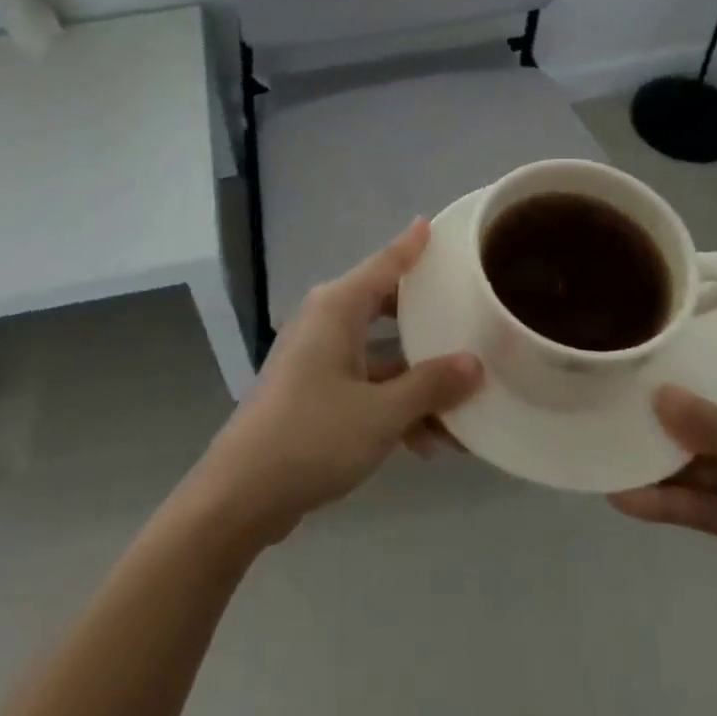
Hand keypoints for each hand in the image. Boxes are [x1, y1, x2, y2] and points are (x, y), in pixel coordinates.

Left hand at [189, 221, 483, 544]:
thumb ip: (429, 386)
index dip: (410, 246)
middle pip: (384, 306)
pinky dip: (392, 402)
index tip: (432, 223)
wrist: (242, 492)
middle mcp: (326, 321)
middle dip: (425, 318)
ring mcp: (317, 356)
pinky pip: (364, 382)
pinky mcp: (314, 390)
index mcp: (337, 308)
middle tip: (466, 314)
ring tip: (462, 405)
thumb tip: (474, 363)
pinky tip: (427, 443)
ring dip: (415, 378)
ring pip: (378, 352)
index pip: (384, 264)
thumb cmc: (312, 436)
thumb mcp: (380, 414)